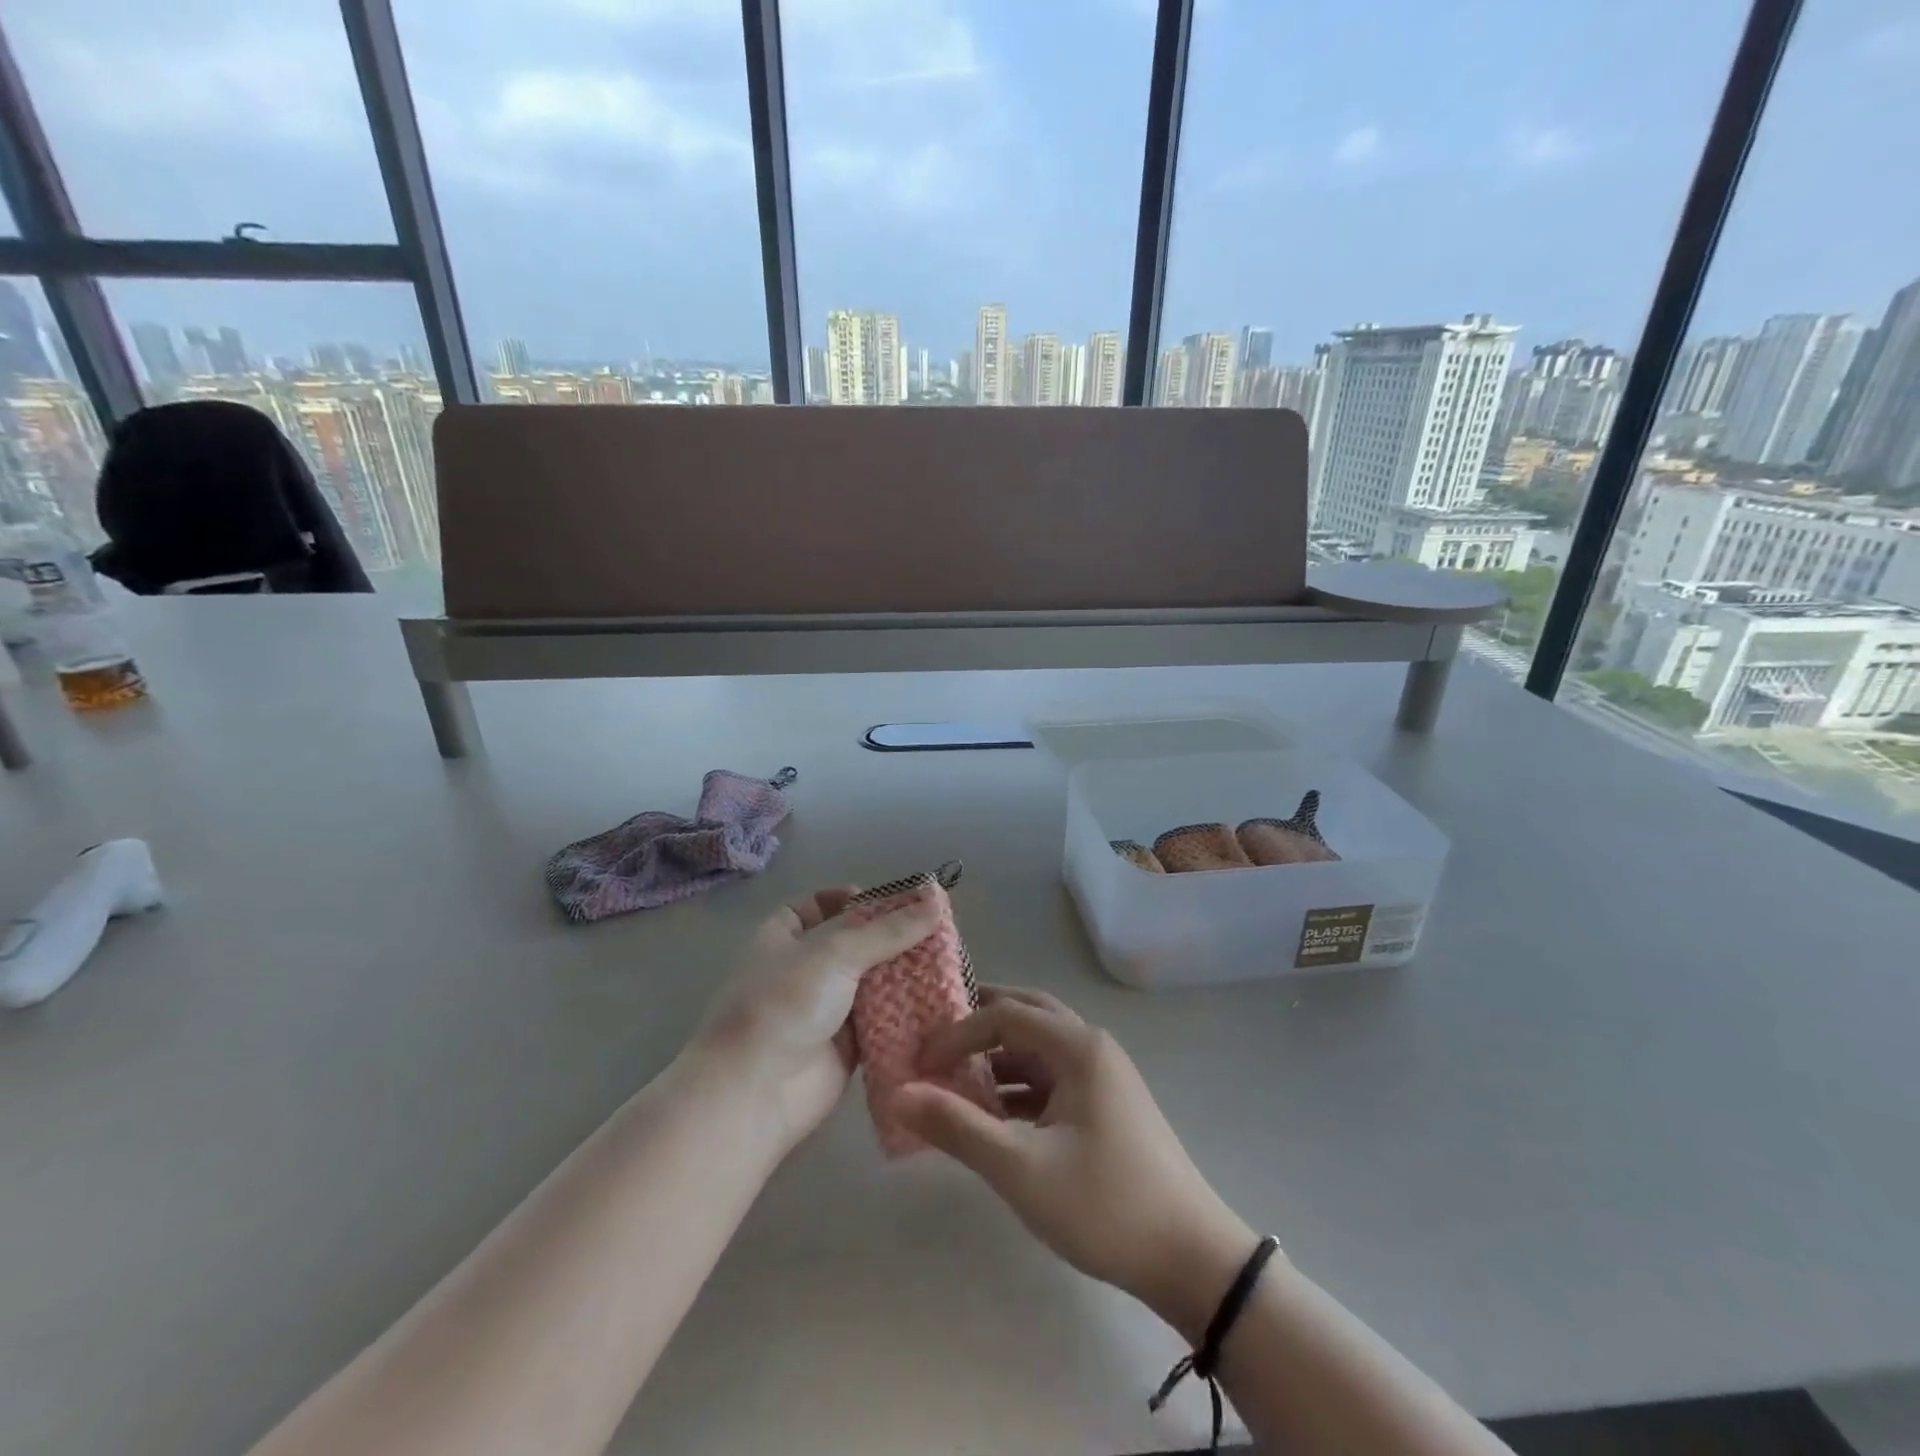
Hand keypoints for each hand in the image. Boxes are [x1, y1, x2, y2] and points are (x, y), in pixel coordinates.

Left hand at [691, 884, 941, 1154]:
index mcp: (783, 938)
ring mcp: (823, 1010)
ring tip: (949, 961)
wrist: (755, 1092)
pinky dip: (905, 1013)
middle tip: (938, 930)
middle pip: (852, 945)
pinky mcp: (845, 1048)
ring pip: (870, 985)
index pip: (815, 907)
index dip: (848, 900)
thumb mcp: (836, 953)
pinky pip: (880, 1022)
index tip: (891, 901)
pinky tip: (940, 1001)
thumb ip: (889, 930)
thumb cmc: (785, 1004)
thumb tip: (936, 900)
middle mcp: (803, 971)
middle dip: (891, 938)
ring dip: (903, 975)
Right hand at [893, 988, 1257, 1337]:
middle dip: (980, 1025)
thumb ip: (958, 1127)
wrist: (1191, 1258)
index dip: (957, 1033)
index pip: (1004, 1015)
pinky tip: (994, 1116)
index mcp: (1078, 1047)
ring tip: (955, 1082)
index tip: (920, 1064)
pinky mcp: (1106, 1106)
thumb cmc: (1104, 1205)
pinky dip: (1019, 1087)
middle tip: (936, 1041)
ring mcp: (1103, 1076)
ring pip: (1040, 1048)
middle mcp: (1092, 1047)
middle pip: (1026, 1014)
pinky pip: (1053, 1078)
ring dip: (999, 1058)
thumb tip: (899, 1094)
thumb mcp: (1021, 1169)